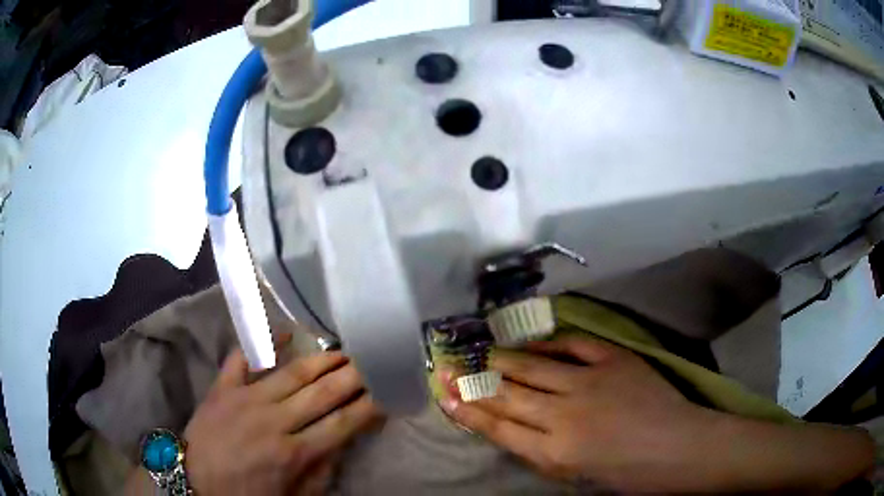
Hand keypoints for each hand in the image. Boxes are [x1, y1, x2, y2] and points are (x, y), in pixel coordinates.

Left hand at [183, 347, 382, 494]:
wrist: (194, 481)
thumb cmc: (246, 493)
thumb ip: (320, 473)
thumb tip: (342, 444)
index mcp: (293, 453)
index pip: (341, 424)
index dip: (367, 407)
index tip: (386, 391)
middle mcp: (273, 421)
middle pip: (321, 394)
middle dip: (352, 376)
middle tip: (372, 359)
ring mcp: (245, 399)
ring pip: (290, 373)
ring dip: (320, 360)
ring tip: (342, 349)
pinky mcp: (222, 388)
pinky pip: (242, 359)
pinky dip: (262, 343)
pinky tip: (284, 331)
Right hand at [440, 334, 874, 491]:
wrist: (680, 448)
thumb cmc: (630, 474)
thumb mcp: (578, 476)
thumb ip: (544, 453)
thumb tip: (516, 430)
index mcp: (555, 451)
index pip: (500, 427)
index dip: (470, 410)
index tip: (445, 395)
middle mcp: (564, 415)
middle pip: (509, 395)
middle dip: (476, 382)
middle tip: (449, 366)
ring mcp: (589, 383)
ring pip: (534, 368)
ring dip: (504, 359)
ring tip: (481, 350)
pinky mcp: (613, 360)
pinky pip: (573, 346)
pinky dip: (551, 341)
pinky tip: (534, 338)